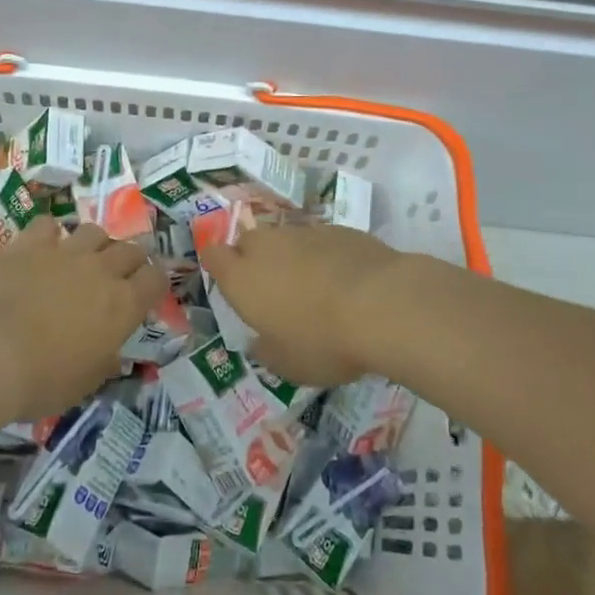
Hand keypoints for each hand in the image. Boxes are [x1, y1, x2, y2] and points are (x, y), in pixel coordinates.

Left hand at [0, 217, 166, 419]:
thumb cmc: (41, 380)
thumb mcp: (84, 384)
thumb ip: (104, 362)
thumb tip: (113, 355)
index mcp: (123, 305)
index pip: (156, 279)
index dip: (154, 282)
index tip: (146, 291)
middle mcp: (101, 270)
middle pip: (130, 249)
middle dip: (129, 260)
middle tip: (116, 275)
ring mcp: (65, 252)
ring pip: (94, 231)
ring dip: (94, 244)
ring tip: (82, 259)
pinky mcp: (30, 244)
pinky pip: (48, 225)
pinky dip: (50, 234)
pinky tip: (42, 247)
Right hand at [201, 224, 424, 387]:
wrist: (382, 304)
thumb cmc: (322, 341)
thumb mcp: (288, 365)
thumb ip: (267, 350)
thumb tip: (260, 342)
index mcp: (242, 278)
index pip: (213, 255)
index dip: (219, 265)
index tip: (232, 282)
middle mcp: (267, 247)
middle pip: (248, 242)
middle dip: (255, 259)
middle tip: (275, 290)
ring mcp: (304, 233)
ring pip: (286, 239)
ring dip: (292, 258)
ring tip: (314, 289)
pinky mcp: (339, 229)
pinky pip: (320, 241)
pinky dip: (325, 256)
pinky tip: (346, 281)